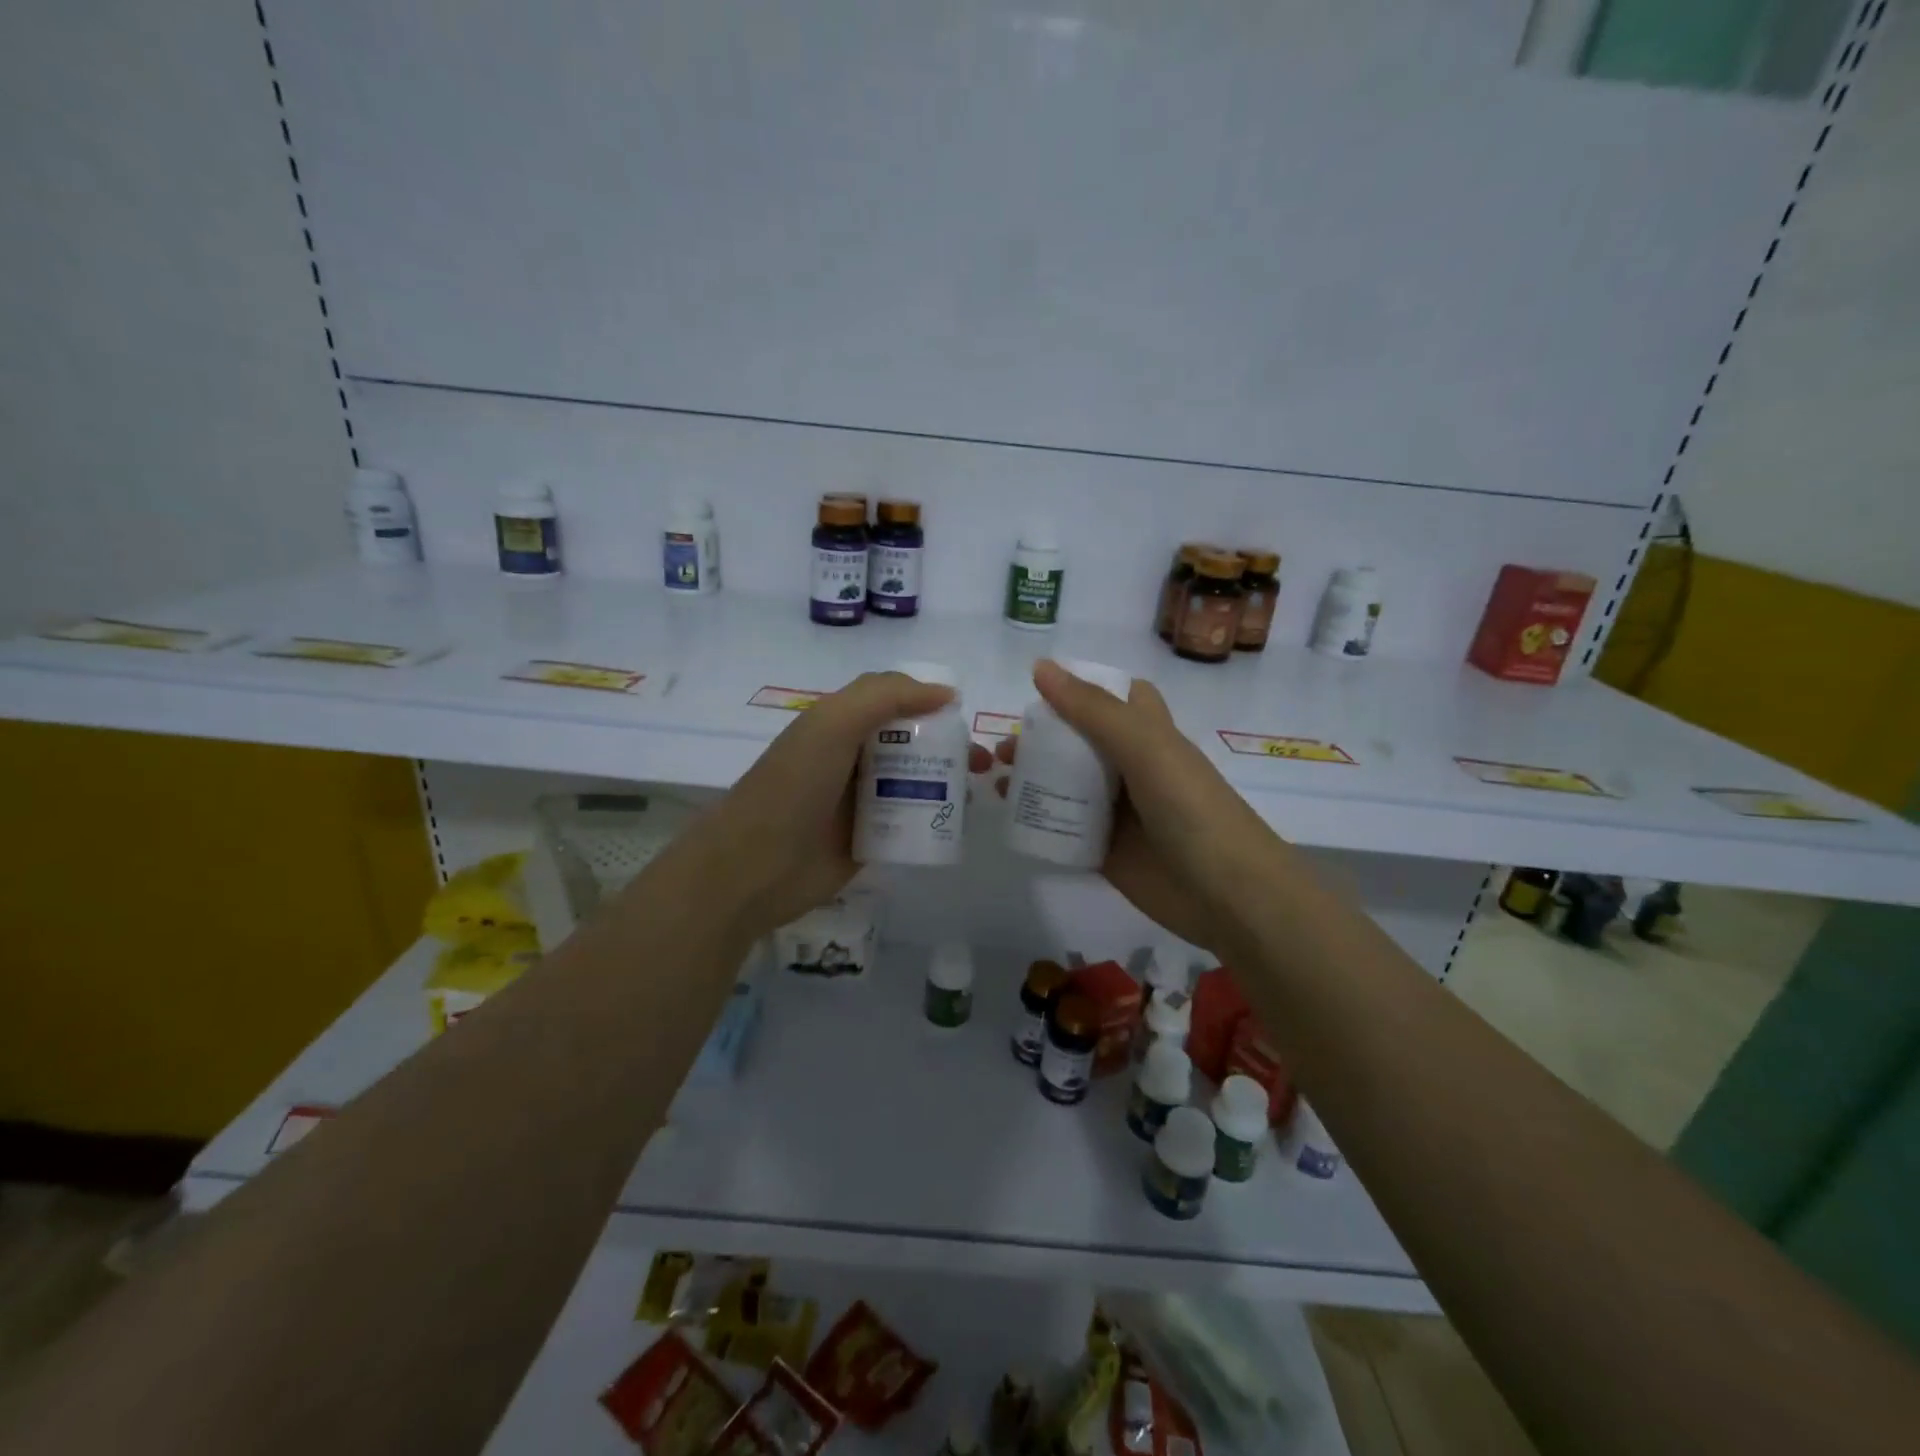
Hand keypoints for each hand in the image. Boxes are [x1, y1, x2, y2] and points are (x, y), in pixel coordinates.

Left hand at [681, 671, 955, 938]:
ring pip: (915, 781)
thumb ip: (885, 697)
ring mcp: (861, 801)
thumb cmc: (793, 786)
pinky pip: (910, 820)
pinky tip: (961, 822)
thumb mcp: (832, 725)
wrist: (755, 867)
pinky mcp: (870, 839)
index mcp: (840, 724)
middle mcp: (853, 757)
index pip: (893, 700)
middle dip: (950, 745)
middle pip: (911, 742)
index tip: (965, 715)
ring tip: (980, 793)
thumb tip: (945, 693)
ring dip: (948, 781)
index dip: (929, 701)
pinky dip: (935, 817)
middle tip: (983, 762)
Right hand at [982, 660, 1288, 953]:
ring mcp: (1117, 811)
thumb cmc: (1192, 808)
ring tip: (996, 778)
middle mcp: (1131, 768)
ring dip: (1033, 777)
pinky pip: (1063, 828)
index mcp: (1148, 734)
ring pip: (1067, 785)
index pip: (1116, 698)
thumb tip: (1040, 667)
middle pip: (1080, 742)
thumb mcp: (1145, 747)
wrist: (1227, 895)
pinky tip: (1007, 816)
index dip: (1082, 689)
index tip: (1037, 690)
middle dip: (1042, 737)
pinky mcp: (1104, 850)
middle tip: (1004, 746)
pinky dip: (1037, 820)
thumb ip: (1093, 710)